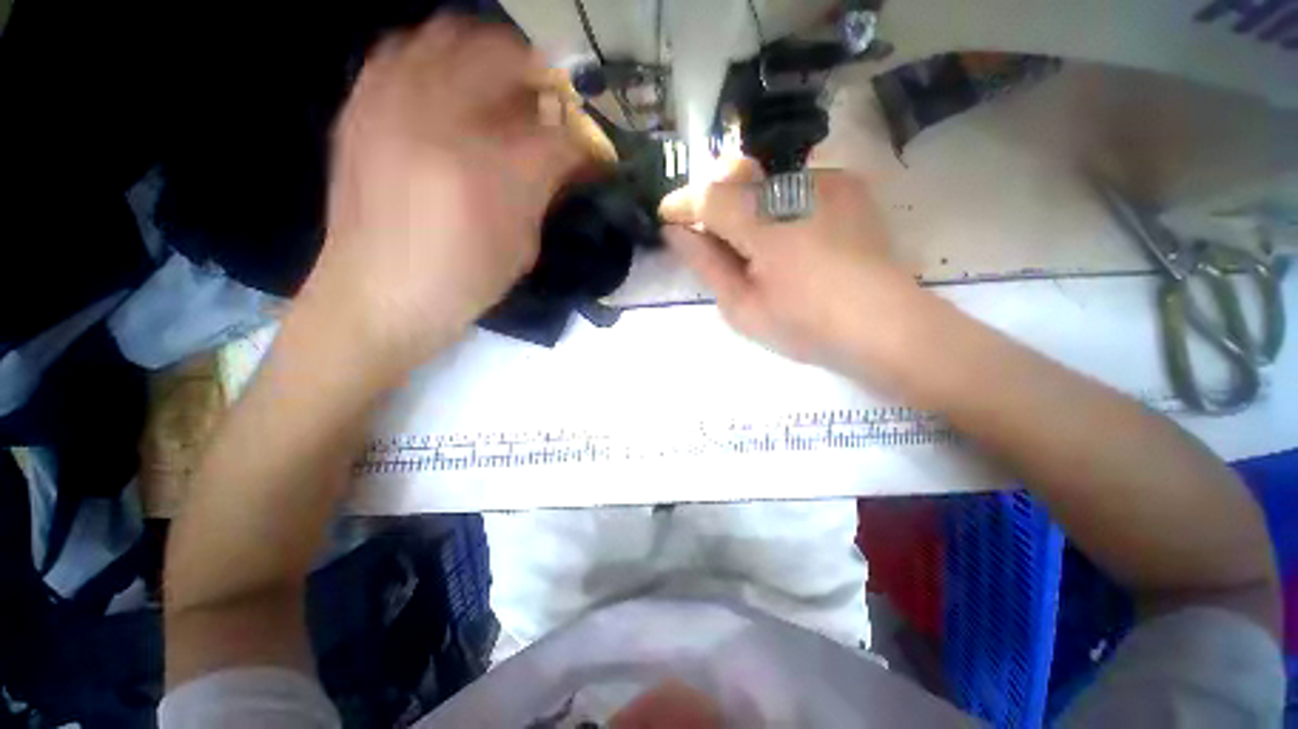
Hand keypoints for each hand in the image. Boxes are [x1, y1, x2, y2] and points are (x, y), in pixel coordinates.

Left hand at [297, 17, 587, 382]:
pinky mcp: (360, 109)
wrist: (376, 296)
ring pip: (446, 36)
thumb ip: (544, 192)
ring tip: (500, 83)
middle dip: (537, 73)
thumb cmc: (461, 281)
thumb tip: (567, 159)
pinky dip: (434, 57)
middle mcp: (439, 123)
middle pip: (501, 56)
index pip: (557, 135)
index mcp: (491, 173)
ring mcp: (391, 106)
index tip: (591, 150)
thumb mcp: (522, 246)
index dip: (583, 140)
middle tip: (549, 99)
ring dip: (485, 52)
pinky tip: (448, 87)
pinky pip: (399, 52)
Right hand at [660, 163, 923, 380]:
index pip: (708, 195)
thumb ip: (706, 264)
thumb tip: (676, 232)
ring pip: (765, 180)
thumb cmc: (806, 326)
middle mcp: (797, 185)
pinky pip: (796, 185)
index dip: (681, 204)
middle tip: (712, 240)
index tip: (667, 219)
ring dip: (748, 206)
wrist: (886, 328)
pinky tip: (791, 240)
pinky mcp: (850, 186)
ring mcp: (829, 180)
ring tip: (756, 247)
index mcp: (766, 223)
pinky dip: (779, 207)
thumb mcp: (742, 307)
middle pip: (736, 176)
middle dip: (714, 203)